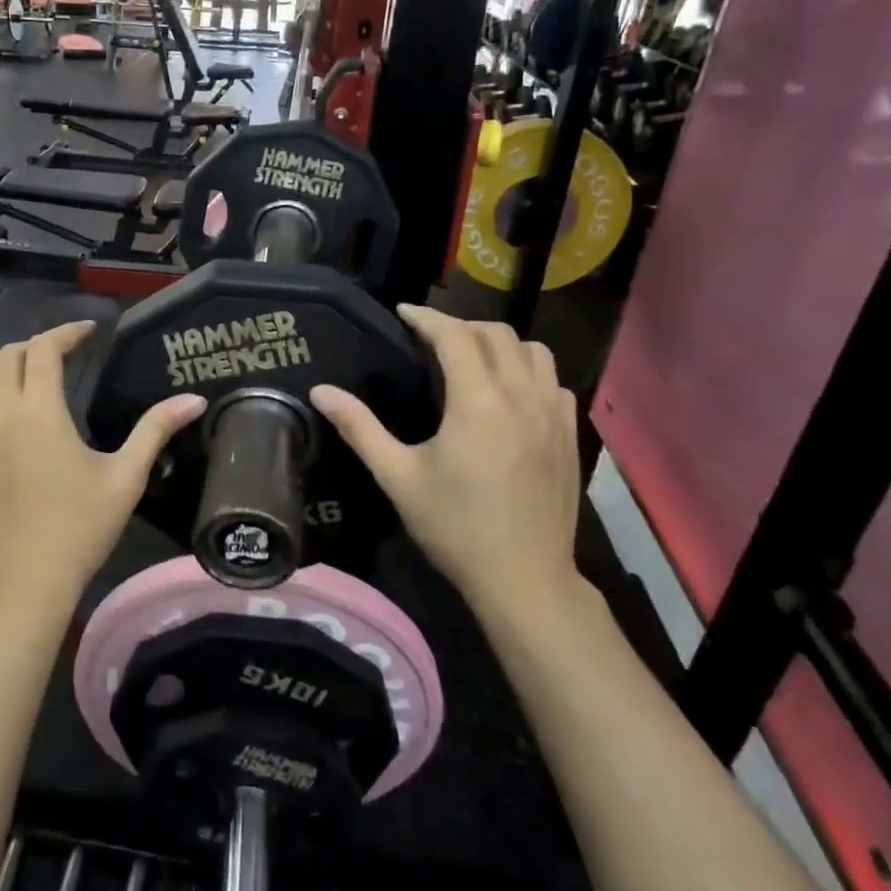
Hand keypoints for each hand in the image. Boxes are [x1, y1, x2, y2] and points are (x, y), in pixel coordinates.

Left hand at [0, 321, 205, 615]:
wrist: (27, 581)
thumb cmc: (81, 527)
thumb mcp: (126, 477)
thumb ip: (156, 429)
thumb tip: (195, 399)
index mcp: (39, 411)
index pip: (44, 348)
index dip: (67, 332)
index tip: (90, 333)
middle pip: (9, 355)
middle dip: (39, 347)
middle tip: (68, 358)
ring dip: (7, 369)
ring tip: (35, 383)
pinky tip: (7, 421)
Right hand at [310, 306, 581, 624]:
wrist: (524, 578)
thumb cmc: (454, 527)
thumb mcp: (397, 477)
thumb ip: (359, 427)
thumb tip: (321, 391)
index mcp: (477, 402)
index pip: (454, 335)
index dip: (427, 317)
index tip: (404, 313)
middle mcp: (521, 396)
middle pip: (496, 334)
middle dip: (460, 325)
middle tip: (430, 338)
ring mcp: (553, 414)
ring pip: (533, 351)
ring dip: (499, 343)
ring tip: (472, 358)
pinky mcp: (570, 434)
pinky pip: (553, 381)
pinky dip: (530, 371)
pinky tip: (511, 393)